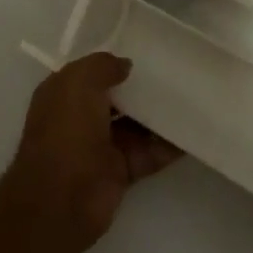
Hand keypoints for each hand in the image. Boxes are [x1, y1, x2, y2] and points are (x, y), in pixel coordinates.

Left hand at [5, 53, 180, 251]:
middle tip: (173, 72)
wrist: (62, 200)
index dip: (112, 63)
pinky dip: (168, 145)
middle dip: (139, 88)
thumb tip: (125, 65)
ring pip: (134, 125)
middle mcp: (80, 118)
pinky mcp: (120, 172)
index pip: (90, 72)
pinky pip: (148, 153)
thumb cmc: (66, 130)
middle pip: (116, 98)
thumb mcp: (80, 82)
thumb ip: (103, 66)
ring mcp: (100, 146)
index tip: (144, 52)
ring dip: (157, 115)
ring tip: (189, 96)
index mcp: (63, 94)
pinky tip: (191, 131)